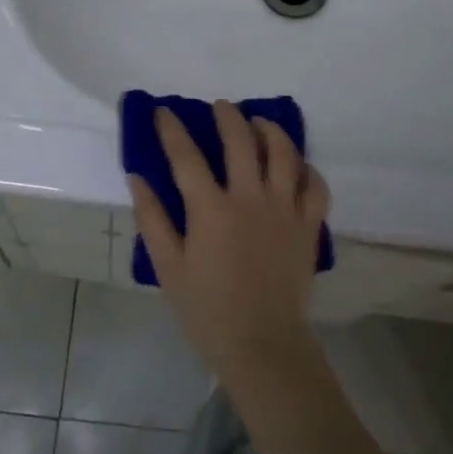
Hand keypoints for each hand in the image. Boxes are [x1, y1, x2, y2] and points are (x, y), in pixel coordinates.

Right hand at [129, 101, 330, 388]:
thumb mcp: (168, 267)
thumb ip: (152, 218)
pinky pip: (315, 185)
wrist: (263, 345)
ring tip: (259, 124)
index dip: (172, 129)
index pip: (186, 156)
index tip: (163, 111)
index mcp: (211, 209)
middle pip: (241, 141)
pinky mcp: (308, 226)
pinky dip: (306, 168)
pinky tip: (295, 165)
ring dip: (270, 130)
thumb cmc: (207, 310)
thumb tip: (137, 177)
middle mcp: (250, 199)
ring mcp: (285, 210)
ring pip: (284, 153)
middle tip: (220, 107)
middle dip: (227, 116)